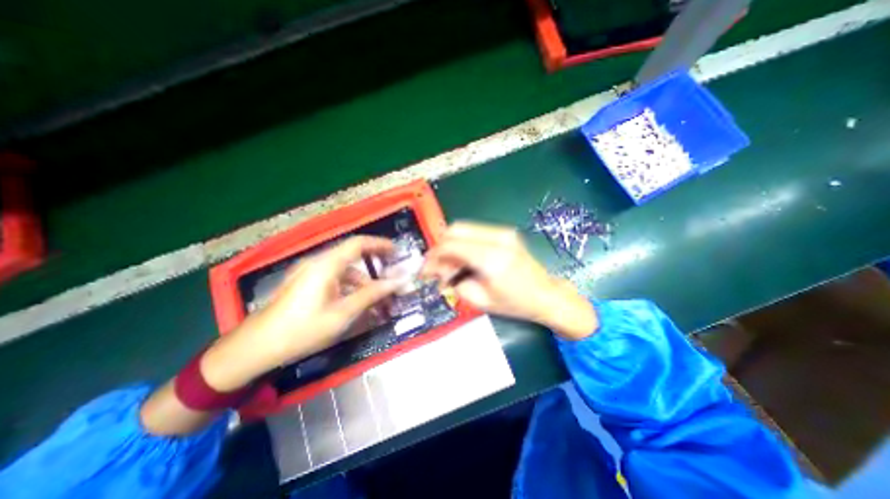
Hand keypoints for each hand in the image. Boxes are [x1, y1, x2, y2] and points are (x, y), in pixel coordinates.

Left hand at [201, 235, 400, 390]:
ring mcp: (309, 272)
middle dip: (374, 264)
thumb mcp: (342, 313)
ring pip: (343, 269)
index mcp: (326, 265)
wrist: (255, 347)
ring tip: (376, 298)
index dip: (380, 244)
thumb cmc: (302, 329)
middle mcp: (317, 262)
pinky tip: (355, 302)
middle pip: (352, 255)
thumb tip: (397, 282)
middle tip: (391, 275)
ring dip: (362, 280)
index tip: (397, 251)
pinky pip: (333, 278)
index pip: (359, 243)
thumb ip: (371, 294)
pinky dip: (349, 286)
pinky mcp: (304, 282)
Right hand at [419, 221, 597, 338]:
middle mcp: (496, 238)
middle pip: (454, 229)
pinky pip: (474, 232)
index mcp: (491, 257)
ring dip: (451, 245)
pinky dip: (462, 243)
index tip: (425, 271)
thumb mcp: (480, 300)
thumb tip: (440, 271)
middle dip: (440, 248)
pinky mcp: (504, 233)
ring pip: (463, 228)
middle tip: (437, 268)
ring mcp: (502, 232)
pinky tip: (463, 260)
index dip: (433, 257)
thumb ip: (454, 282)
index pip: (450, 246)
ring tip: (450, 267)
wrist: (546, 295)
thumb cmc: (515, 303)